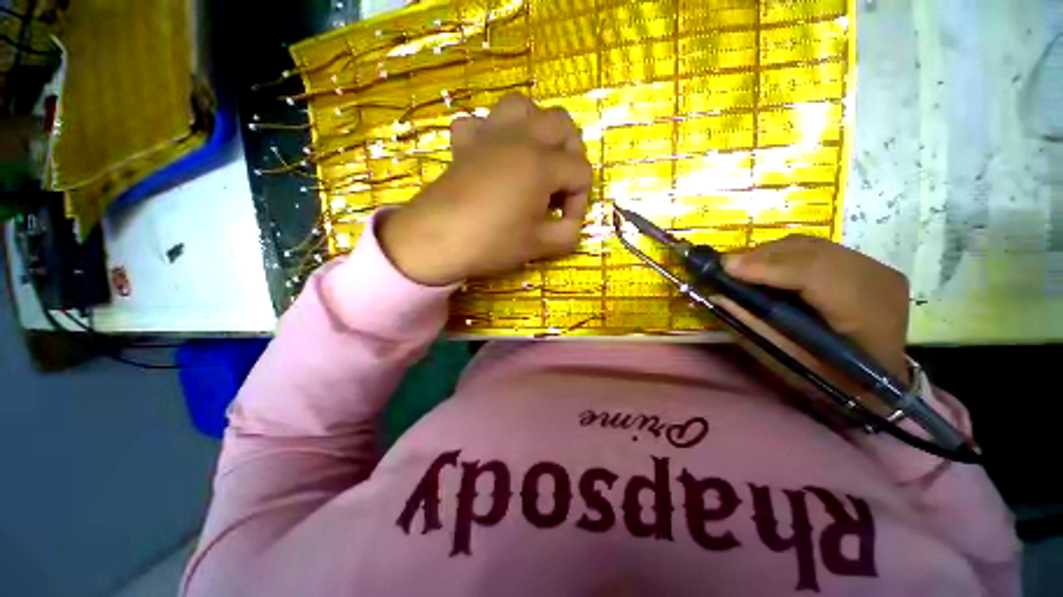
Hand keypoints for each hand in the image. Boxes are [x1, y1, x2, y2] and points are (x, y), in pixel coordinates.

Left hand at [379, 94, 592, 285]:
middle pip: (562, 124)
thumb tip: (573, 224)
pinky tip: (493, 155)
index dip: (580, 199)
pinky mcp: (465, 143)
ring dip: (537, 127)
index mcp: (542, 164)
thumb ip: (568, 233)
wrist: (437, 240)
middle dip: (571, 153)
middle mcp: (520, 138)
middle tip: (561, 184)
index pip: (580, 172)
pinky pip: (480, 122)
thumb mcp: (539, 246)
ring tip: (535, 157)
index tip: (566, 222)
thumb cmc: (492, 243)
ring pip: (522, 106)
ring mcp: (489, 135)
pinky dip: (491, 133)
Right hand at [720, 235, 911, 391]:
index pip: (815, 274)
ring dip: (769, 254)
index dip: (768, 266)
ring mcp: (875, 267)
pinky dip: (783, 254)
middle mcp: (876, 279)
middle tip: (724, 266)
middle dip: (761, 256)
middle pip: (811, 252)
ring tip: (739, 267)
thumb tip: (718, 295)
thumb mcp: (790, 361)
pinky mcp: (865, 263)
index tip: (726, 267)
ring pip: (811, 245)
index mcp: (867, 314)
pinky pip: (816, 248)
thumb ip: (755, 325)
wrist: (883, 380)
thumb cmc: (833, 380)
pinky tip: (765, 266)